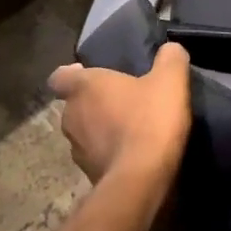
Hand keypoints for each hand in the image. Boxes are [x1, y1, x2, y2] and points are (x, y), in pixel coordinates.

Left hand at [48, 43, 192, 188]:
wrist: (142, 180)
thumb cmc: (150, 119)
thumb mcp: (170, 79)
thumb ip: (170, 58)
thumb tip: (170, 49)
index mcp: (84, 87)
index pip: (60, 77)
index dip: (72, 74)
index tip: (89, 73)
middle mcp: (72, 117)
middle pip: (75, 105)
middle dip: (94, 103)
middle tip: (122, 100)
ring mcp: (77, 150)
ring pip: (84, 133)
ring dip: (101, 129)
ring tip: (129, 128)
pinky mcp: (88, 176)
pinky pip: (96, 157)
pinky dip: (109, 153)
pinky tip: (133, 153)